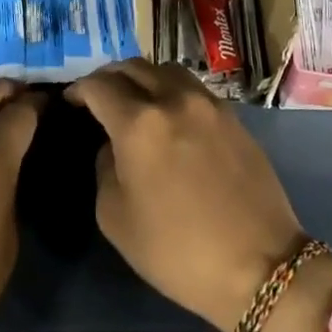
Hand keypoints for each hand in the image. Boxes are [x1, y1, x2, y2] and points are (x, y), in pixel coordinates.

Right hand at [67, 59, 307, 331]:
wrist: (259, 264)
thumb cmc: (178, 251)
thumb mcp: (116, 219)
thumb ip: (105, 168)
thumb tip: (112, 145)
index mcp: (139, 123)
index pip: (100, 86)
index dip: (80, 89)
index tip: (72, 100)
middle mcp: (173, 99)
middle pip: (134, 67)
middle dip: (110, 77)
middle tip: (99, 96)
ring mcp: (208, 103)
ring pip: (166, 69)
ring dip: (144, 77)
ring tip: (135, 100)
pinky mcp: (233, 115)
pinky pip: (193, 88)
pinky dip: (172, 90)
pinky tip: (170, 115)